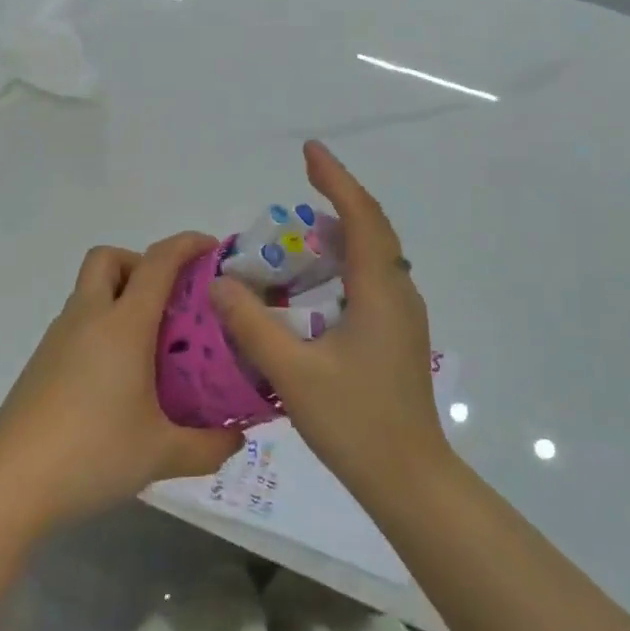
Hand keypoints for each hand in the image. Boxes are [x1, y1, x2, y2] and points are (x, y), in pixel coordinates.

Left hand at [0, 233, 245, 532]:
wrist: (9, 486)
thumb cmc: (92, 455)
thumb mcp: (162, 454)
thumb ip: (209, 446)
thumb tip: (238, 439)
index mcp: (122, 325)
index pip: (158, 263)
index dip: (186, 245)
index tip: (211, 249)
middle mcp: (87, 318)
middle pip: (108, 258)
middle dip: (140, 263)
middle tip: (168, 300)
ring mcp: (57, 339)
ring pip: (89, 291)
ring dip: (119, 297)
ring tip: (149, 346)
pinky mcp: (40, 363)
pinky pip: (76, 324)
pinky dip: (101, 328)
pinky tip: (116, 379)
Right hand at [209, 141, 451, 502]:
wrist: (409, 479)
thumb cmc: (356, 423)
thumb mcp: (293, 373)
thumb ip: (252, 325)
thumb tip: (220, 282)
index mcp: (379, 290)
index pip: (360, 216)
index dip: (335, 178)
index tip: (310, 151)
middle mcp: (397, 293)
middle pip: (371, 229)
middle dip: (337, 200)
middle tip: (299, 187)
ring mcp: (401, 316)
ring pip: (372, 256)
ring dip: (339, 235)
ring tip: (298, 234)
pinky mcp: (396, 336)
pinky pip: (369, 281)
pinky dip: (342, 265)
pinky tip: (313, 286)